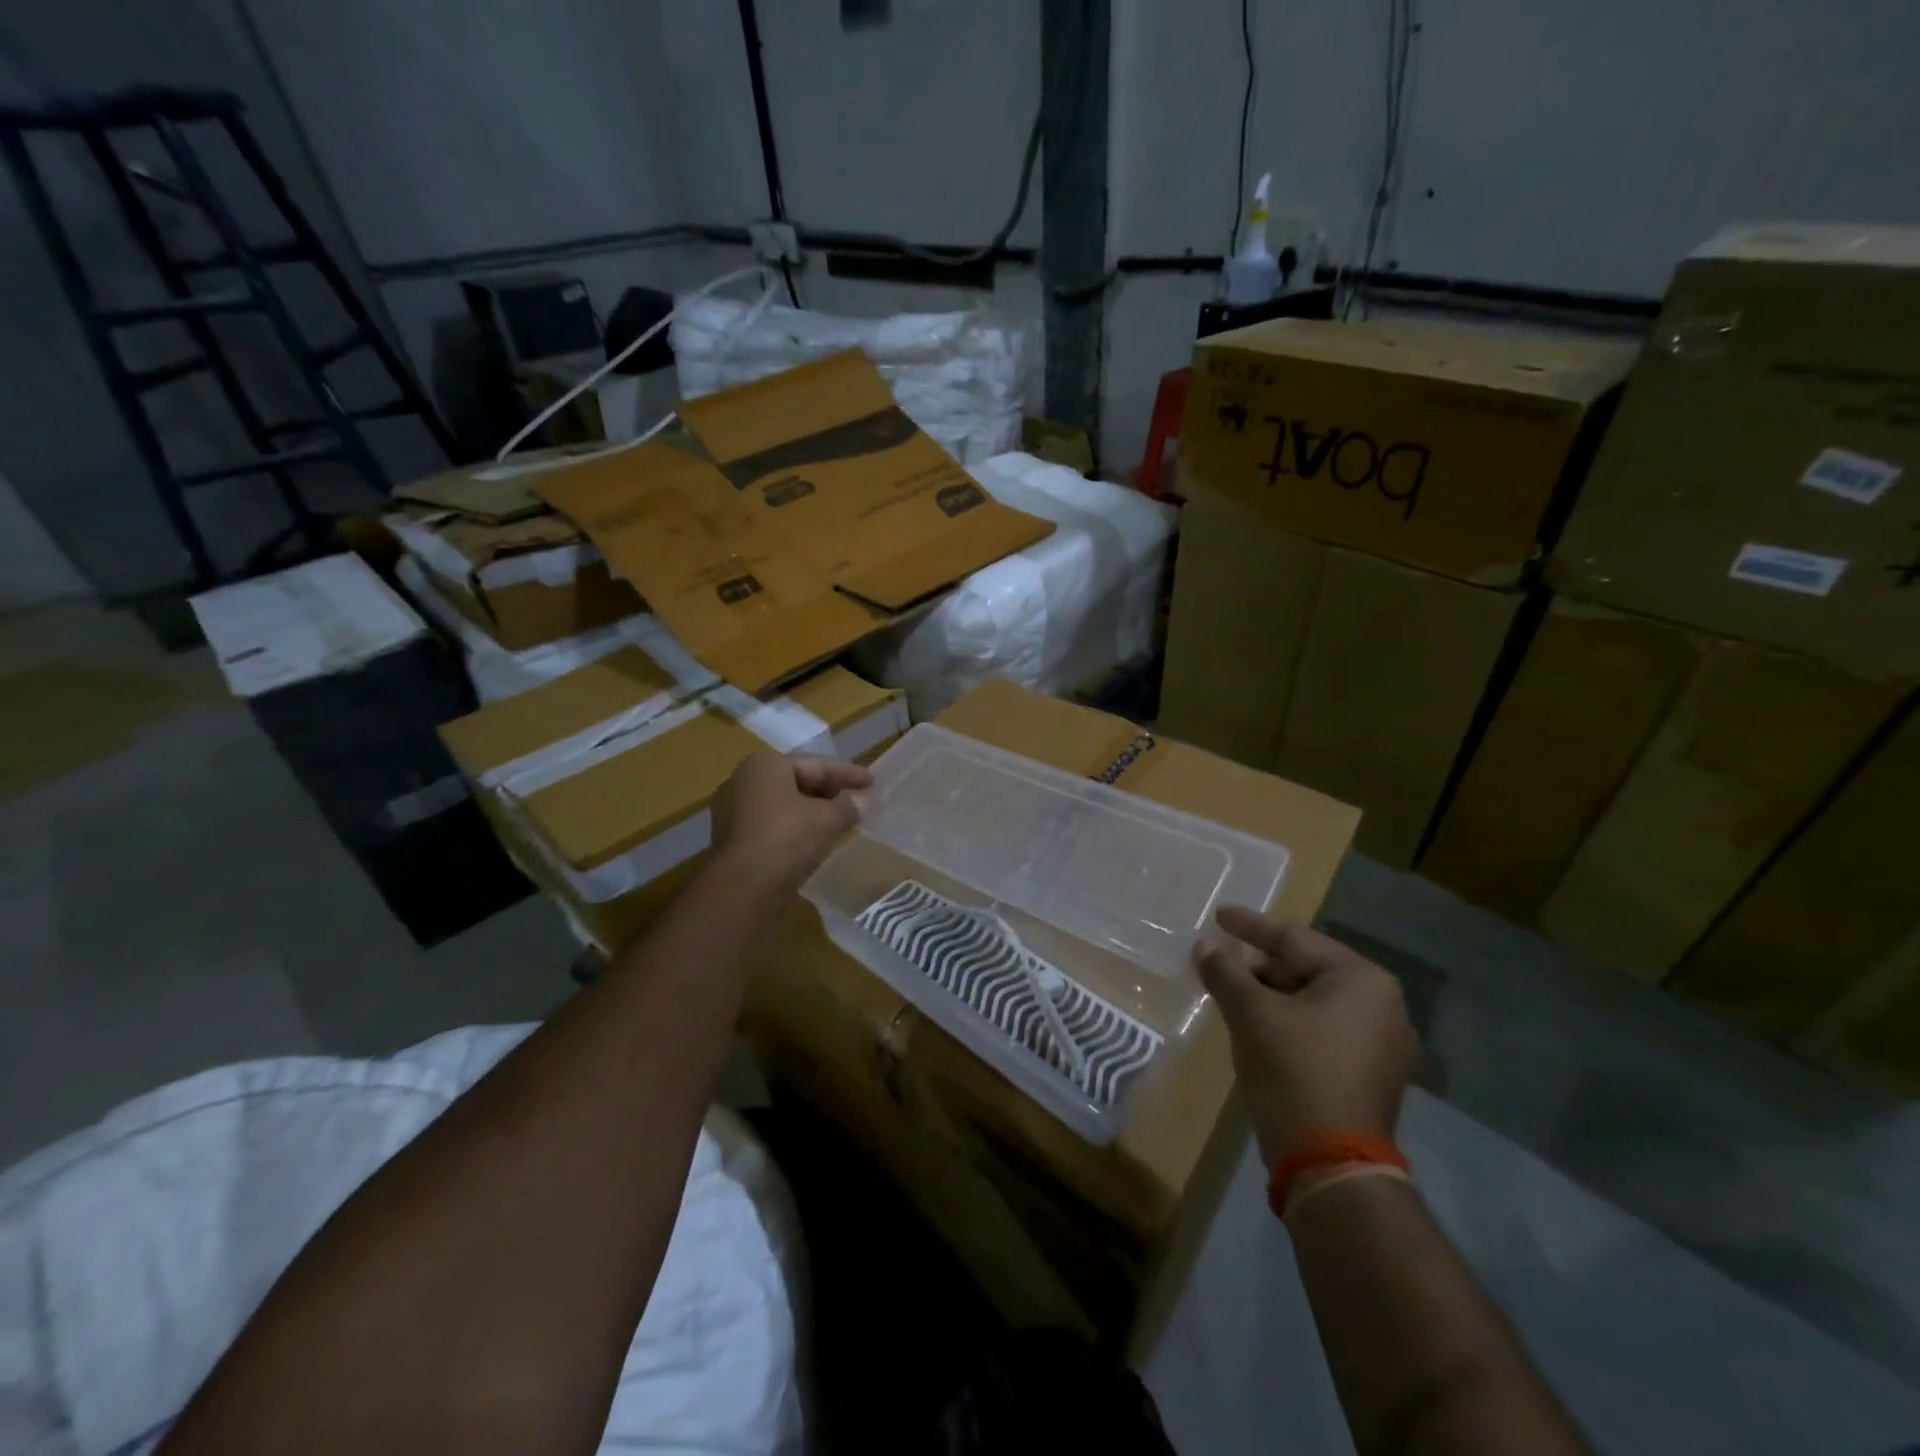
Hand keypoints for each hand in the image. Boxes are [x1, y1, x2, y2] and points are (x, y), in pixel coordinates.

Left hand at [710, 752, 872, 899]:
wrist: (744, 887)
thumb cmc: (787, 838)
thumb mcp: (827, 819)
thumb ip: (846, 806)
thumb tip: (855, 805)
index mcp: (765, 765)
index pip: (816, 765)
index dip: (848, 773)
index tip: (871, 782)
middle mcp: (743, 780)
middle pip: (797, 781)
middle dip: (828, 791)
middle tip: (856, 798)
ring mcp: (733, 810)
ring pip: (784, 804)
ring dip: (812, 810)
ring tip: (839, 819)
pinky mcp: (733, 837)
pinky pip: (772, 823)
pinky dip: (795, 826)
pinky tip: (815, 838)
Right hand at [1194, 906, 1419, 1163]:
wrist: (1331, 1165)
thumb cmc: (1294, 1070)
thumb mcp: (1251, 1013)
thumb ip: (1225, 971)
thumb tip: (1204, 944)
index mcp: (1362, 980)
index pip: (1295, 939)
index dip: (1250, 926)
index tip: (1218, 915)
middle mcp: (1382, 1006)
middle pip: (1305, 969)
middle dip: (1257, 966)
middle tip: (1217, 962)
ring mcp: (1380, 1045)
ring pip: (1311, 1002)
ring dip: (1268, 995)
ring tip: (1229, 993)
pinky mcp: (1369, 1076)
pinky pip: (1321, 1030)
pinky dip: (1287, 1022)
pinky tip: (1255, 1027)